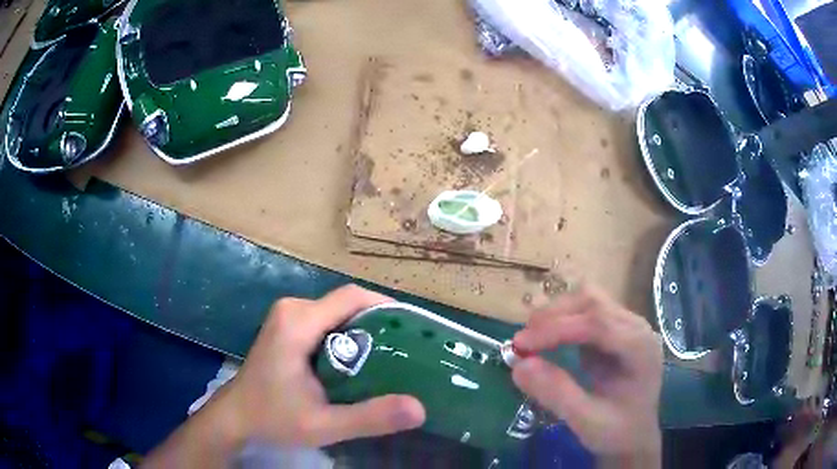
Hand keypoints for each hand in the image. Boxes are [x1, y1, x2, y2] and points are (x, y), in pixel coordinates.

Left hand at [222, 285, 425, 446]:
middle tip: (407, 352)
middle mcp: (293, 309)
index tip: (414, 330)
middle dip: (379, 324)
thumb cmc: (272, 419)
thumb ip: (370, 418)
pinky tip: (360, 363)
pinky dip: (348, 337)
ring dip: (365, 332)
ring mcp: (287, 316)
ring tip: (391, 359)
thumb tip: (419, 409)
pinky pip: (326, 322)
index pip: (352, 297)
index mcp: (298, 322)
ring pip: (338, 313)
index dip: (386, 307)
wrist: (235, 418)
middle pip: (347, 304)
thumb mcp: (323, 425)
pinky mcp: (287, 326)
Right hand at [511, 286, 662, 466]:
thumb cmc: (616, 433)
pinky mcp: (614, 331)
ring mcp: (626, 326)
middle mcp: (636, 328)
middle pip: (593, 303)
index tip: (520, 345)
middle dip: (554, 317)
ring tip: (532, 340)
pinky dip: (562, 321)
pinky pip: (586, 313)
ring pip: (588, 300)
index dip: (556, 329)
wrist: (634, 437)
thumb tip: (518, 365)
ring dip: (556, 315)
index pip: (597, 323)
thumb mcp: (586, 421)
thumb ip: (556, 393)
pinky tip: (548, 340)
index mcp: (640, 348)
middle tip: (522, 343)